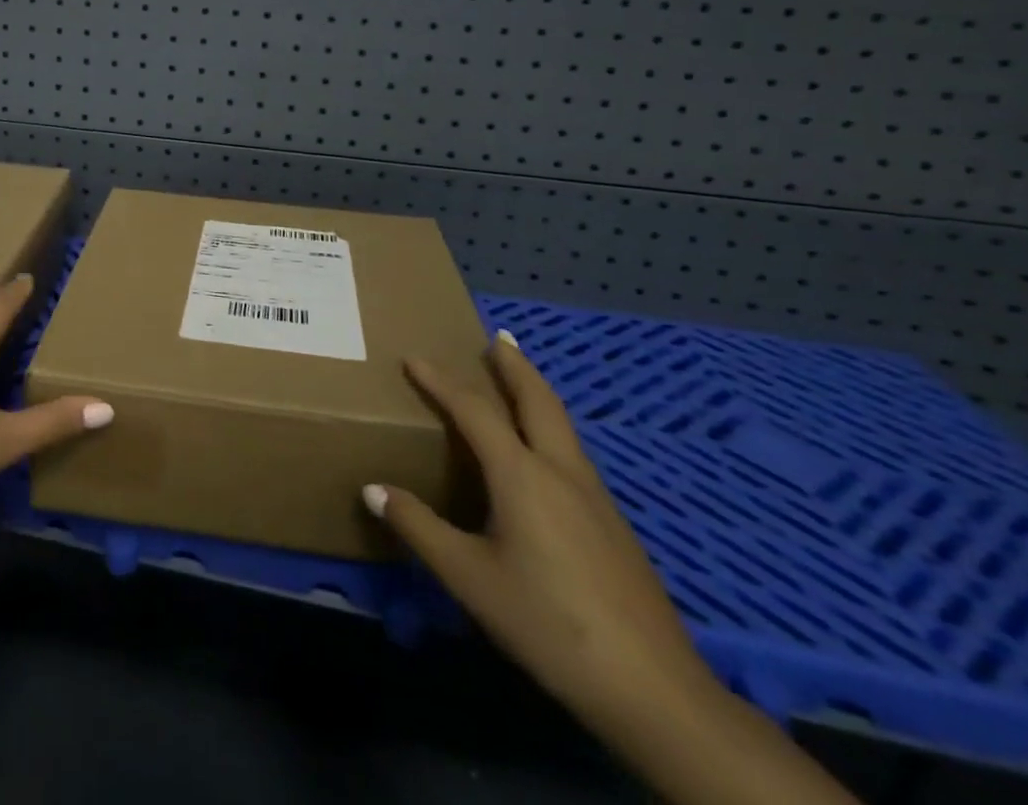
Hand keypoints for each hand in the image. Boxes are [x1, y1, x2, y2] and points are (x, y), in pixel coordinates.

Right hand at [363, 331, 717, 738]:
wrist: (654, 691)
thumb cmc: (548, 624)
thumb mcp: (469, 578)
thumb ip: (419, 528)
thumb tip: (373, 489)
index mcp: (522, 475)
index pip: (474, 410)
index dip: (441, 381)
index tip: (414, 358)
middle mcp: (561, 472)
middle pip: (539, 401)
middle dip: (515, 366)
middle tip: (498, 337)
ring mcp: (594, 498)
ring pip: (562, 426)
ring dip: (536, 394)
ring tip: (517, 382)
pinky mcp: (612, 525)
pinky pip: (572, 454)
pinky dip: (550, 428)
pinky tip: (544, 455)